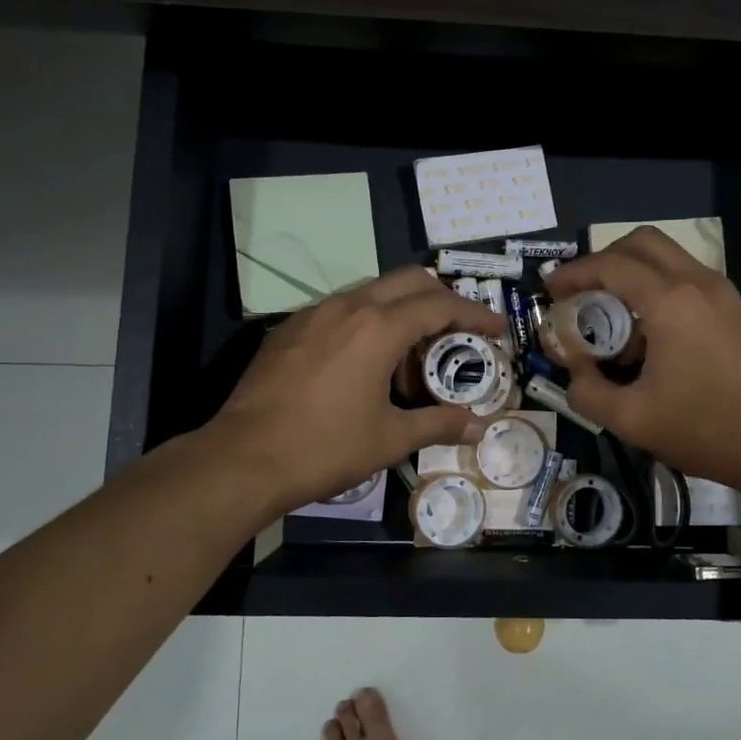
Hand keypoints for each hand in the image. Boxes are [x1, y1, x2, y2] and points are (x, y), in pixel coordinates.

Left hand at [211, 267, 506, 517]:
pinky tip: (363, 363)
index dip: (475, 313)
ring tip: (410, 356)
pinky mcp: (288, 329)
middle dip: (442, 298)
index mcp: (378, 327)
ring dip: (401, 311)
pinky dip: (366, 322)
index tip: (498, 327)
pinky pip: (340, 310)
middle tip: (459, 332)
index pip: (441, 305)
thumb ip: (438, 424)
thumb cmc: (324, 447)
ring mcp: (312, 314)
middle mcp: (348, 307)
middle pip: (408, 280)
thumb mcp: (389, 438)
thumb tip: (478, 426)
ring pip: (371, 292)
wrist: (242, 458)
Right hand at [545, 228, 740, 500]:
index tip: (549, 292)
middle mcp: (698, 283)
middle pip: (642, 242)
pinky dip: (656, 291)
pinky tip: (648, 338)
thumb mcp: (632, 420)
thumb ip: (588, 393)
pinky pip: (686, 281)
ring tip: (611, 321)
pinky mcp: (737, 311)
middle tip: (580, 294)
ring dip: (632, 275)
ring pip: (667, 259)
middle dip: (603, 261)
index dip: (573, 273)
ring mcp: (723, 294)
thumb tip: (574, 372)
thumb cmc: (708, 430)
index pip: (610, 265)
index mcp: (670, 302)